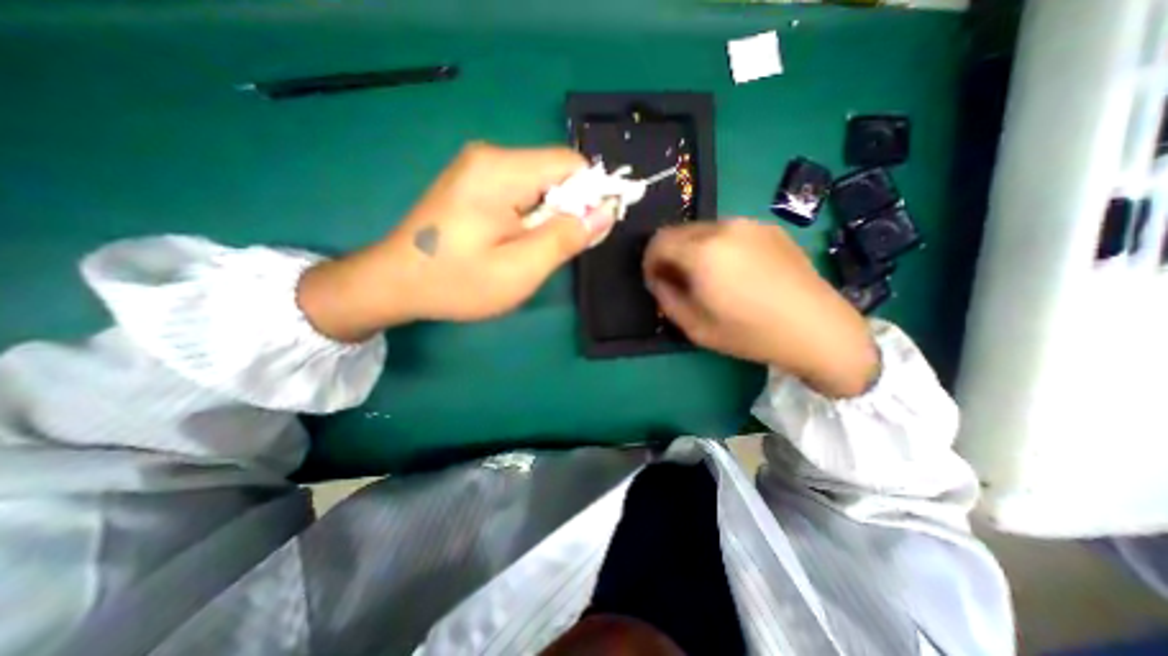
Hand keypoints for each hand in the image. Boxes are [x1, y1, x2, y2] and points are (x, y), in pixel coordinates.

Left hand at [297, 142, 613, 341]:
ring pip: (540, 184)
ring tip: (530, 251)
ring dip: (548, 217)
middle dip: (568, 210)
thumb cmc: (457, 282)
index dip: (591, 195)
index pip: (571, 164)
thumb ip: (566, 238)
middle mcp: (490, 156)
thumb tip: (605, 212)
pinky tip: (514, 241)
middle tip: (552, 251)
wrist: (394, 283)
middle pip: (555, 172)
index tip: (588, 233)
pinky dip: (530, 215)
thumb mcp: (520, 269)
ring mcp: (479, 167)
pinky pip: (520, 191)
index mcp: (501, 170)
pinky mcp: (474, 182)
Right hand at [642, 221, 881, 397]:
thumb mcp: (695, 327)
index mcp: (702, 252)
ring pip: (703, 230)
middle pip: (678, 231)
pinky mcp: (769, 228)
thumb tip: (658, 279)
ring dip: (693, 250)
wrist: (818, 329)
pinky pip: (728, 232)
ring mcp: (749, 224)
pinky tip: (734, 271)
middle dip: (670, 255)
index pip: (657, 242)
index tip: (656, 281)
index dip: (649, 261)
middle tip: (678, 281)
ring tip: (707, 277)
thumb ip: (666, 298)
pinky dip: (717, 246)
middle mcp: (723, 228)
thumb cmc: (750, 334)